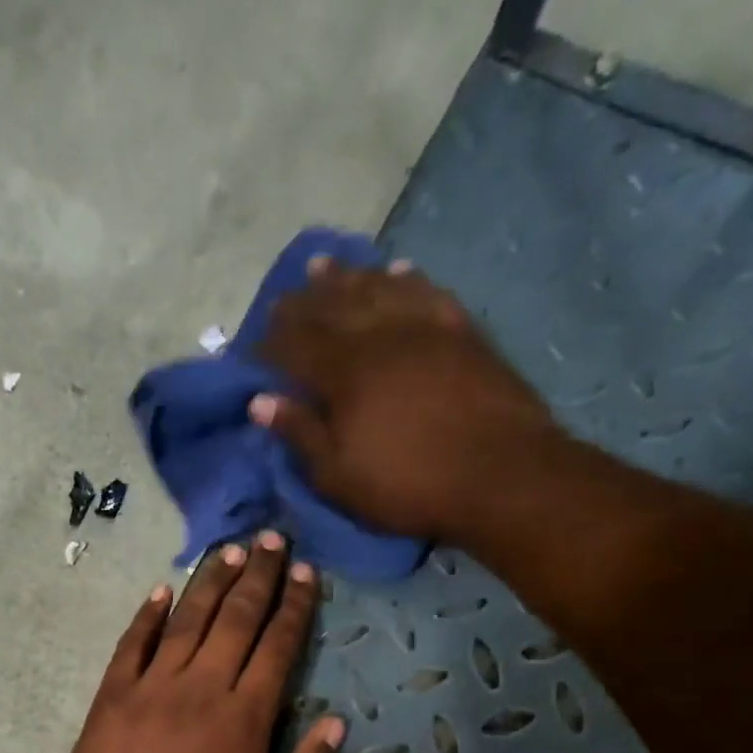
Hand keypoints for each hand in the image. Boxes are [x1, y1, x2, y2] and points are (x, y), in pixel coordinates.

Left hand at [58, 532, 346, 752]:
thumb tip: (335, 724)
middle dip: (256, 576)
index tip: (304, 571)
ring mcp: (151, 687)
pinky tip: (160, 590)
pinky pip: (131, 644)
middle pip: (235, 619)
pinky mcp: (111, 697)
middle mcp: (201, 687)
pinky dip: (146, 615)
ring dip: (208, 582)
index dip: (294, 606)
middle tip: (270, 538)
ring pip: (185, 620)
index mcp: (245, 718)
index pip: (277, 647)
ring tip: (227, 550)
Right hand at [250, 258, 558, 542]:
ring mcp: (424, 327)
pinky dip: (406, 278)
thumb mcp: (338, 475)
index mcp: (344, 372)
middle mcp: (380, 335)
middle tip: (282, 298)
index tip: (252, 344)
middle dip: (301, 302)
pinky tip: (397, 269)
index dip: (270, 343)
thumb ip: (300, 433)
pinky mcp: (461, 330)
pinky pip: (427, 291)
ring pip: (377, 287)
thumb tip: (260, 401)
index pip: (295, 344)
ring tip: (323, 267)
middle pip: (331, 307)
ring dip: (346, 276)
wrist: (500, 474)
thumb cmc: (407, 485)